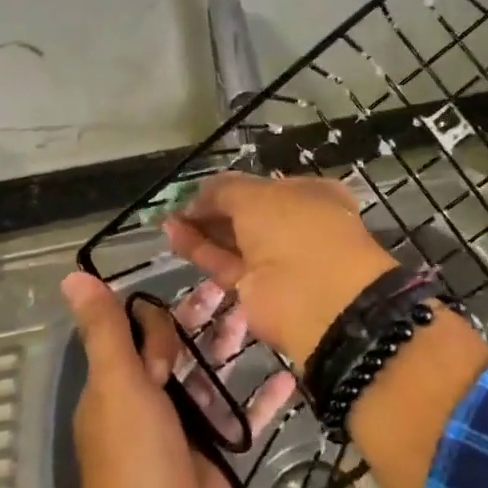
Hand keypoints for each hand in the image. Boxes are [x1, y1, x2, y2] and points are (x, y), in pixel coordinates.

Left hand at [0, 273, 295, 487]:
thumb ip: (104, 330)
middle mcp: (153, 399)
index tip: (193, 300)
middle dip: (208, 320)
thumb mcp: (116, 383)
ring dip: (235, 347)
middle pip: (183, 347)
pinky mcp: (221, 450)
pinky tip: (292, 374)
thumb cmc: (133, 455)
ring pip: (214, 374)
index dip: (166, 314)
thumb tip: (71, 274)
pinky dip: (265, 396)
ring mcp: (189, 425)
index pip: (144, 331)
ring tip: (267, 317)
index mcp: (122, 382)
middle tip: (242, 290)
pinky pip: (245, 414)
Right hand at [165, 173, 399, 364]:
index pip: (264, 187)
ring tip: (168, 220)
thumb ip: (224, 190)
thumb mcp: (258, 195)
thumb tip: (198, 196)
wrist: (318, 300)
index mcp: (310, 196)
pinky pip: (225, 264)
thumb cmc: (297, 231)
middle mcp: (296, 226)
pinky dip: (200, 250)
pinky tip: (173, 235)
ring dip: (201, 230)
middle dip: (212, 210)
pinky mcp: (257, 290)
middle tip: (177, 206)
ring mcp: (278, 261)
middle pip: (247, 215)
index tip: (198, 190)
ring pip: (234, 241)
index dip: (231, 188)